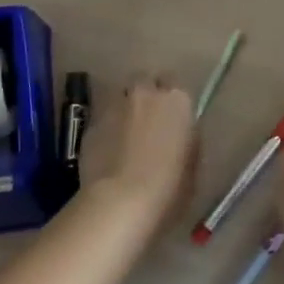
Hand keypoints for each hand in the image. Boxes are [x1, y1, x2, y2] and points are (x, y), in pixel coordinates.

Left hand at [79, 77, 197, 228]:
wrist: (121, 201)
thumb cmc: (168, 187)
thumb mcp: (192, 164)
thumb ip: (187, 140)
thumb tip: (179, 135)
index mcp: (177, 100)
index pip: (177, 85)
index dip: (173, 102)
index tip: (173, 120)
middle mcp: (146, 93)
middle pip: (146, 81)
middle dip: (147, 96)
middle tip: (149, 121)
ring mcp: (115, 105)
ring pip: (122, 98)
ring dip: (126, 111)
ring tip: (126, 137)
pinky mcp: (91, 124)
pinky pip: (104, 120)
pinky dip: (108, 130)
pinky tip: (109, 153)